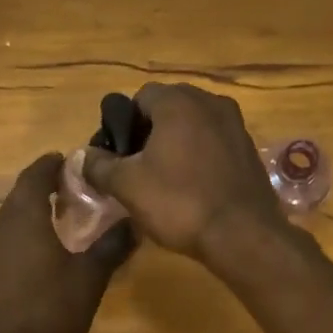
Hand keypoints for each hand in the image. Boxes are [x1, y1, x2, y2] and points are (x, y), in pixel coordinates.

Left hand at [0, 152, 132, 332]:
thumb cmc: (53, 311)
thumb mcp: (91, 276)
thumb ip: (111, 245)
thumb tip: (133, 222)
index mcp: (23, 218)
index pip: (35, 174)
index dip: (53, 164)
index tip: (72, 162)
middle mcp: (0, 228)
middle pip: (20, 195)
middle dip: (45, 187)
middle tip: (74, 190)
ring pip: (12, 219)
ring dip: (34, 212)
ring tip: (63, 219)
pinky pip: (7, 242)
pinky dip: (26, 235)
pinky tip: (46, 252)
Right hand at [81, 83, 284, 262]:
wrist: (242, 235)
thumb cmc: (179, 204)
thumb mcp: (128, 186)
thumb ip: (100, 166)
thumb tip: (84, 156)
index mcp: (178, 102)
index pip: (140, 97)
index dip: (123, 125)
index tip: (117, 157)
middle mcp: (210, 102)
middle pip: (169, 109)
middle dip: (149, 134)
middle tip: (137, 170)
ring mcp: (236, 125)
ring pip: (193, 127)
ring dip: (175, 146)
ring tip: (163, 181)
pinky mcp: (249, 151)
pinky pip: (214, 145)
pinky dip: (199, 158)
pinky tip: (192, 189)